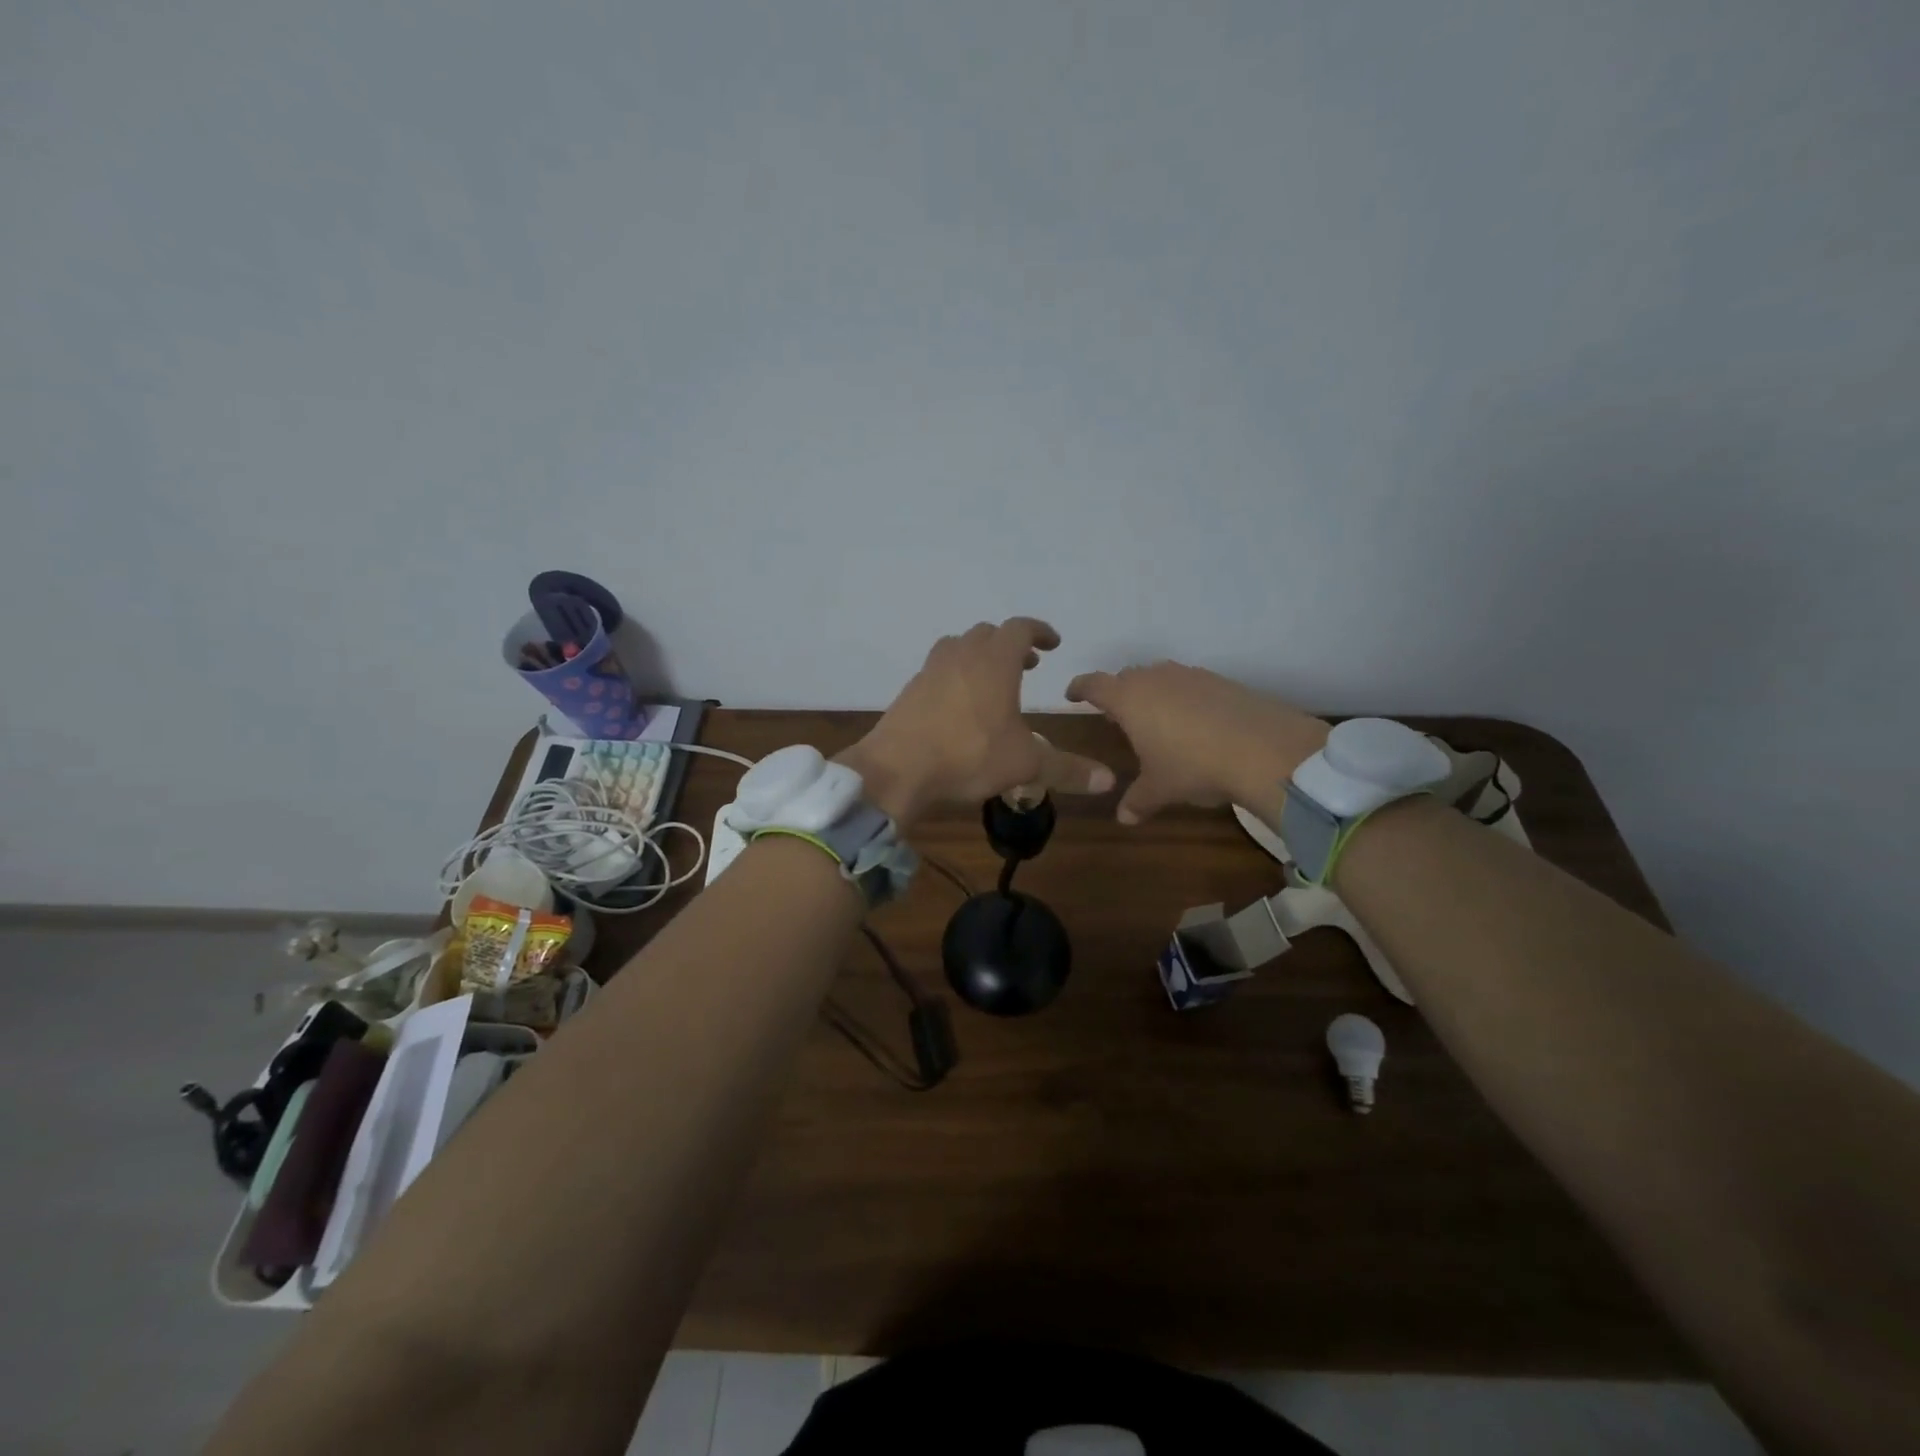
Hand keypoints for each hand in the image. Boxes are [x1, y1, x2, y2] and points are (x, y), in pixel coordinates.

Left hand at [840, 618, 1114, 827]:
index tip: (1052, 643)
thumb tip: (1109, 780)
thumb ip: (1067, 769)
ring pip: (958, 646)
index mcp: (994, 662)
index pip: (1020, 628)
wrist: (896, 769)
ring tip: (993, 681)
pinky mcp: (910, 690)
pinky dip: (955, 675)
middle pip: (988, 634)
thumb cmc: (967, 757)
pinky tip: (959, 706)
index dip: (1039, 631)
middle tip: (1027, 665)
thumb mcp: (1025, 765)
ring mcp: (930, 670)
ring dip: (980, 655)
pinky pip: (938, 669)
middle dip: (1010, 645)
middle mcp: (961, 656)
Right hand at [1065, 662, 1328, 824]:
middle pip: (1127, 677)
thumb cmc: (1193, 766)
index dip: (1080, 689)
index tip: (1073, 695)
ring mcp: (1191, 675)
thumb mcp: (1160, 789)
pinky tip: (1195, 723)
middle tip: (1117, 716)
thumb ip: (1137, 800)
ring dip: (1153, 693)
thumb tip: (1123, 818)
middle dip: (1118, 693)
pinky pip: (1190, 684)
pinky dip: (1184, 698)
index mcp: (1129, 699)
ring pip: (1160, 677)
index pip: (1094, 684)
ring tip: (1157, 719)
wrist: (1264, 749)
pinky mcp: (1221, 681)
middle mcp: (1155, 678)